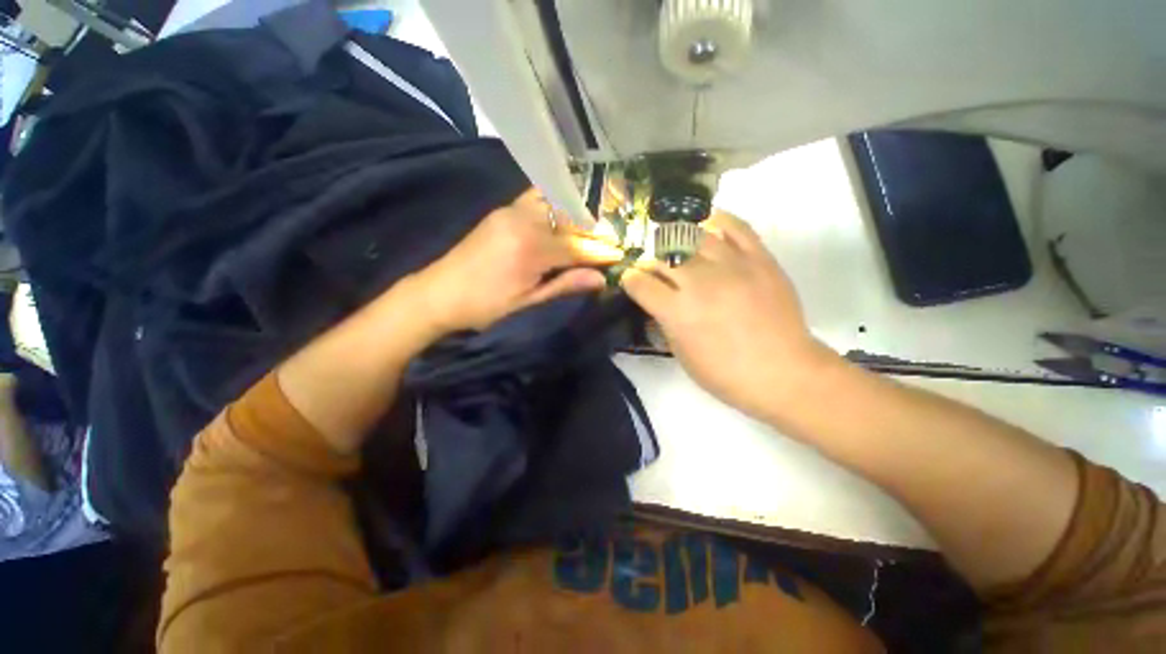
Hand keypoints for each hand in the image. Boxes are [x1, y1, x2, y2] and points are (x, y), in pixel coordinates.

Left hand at [410, 188, 621, 334]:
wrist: (438, 293)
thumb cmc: (484, 306)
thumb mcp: (527, 302)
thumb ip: (565, 285)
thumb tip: (601, 278)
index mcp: (530, 249)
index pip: (577, 247)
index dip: (601, 251)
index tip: (620, 254)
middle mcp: (523, 220)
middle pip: (570, 220)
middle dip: (594, 231)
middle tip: (611, 241)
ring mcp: (511, 210)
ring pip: (556, 204)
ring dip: (577, 215)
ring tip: (592, 230)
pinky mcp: (503, 210)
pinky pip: (538, 199)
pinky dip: (557, 206)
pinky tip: (566, 217)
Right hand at [621, 211, 832, 418]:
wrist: (783, 372)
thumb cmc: (726, 374)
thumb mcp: (681, 355)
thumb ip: (665, 323)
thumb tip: (658, 302)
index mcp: (677, 311)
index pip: (640, 283)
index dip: (630, 280)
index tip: (631, 281)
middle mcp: (700, 283)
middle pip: (662, 257)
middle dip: (650, 261)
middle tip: (653, 267)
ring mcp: (732, 266)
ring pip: (693, 237)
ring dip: (676, 240)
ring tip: (674, 245)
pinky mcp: (759, 259)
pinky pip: (736, 228)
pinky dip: (718, 220)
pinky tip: (707, 222)